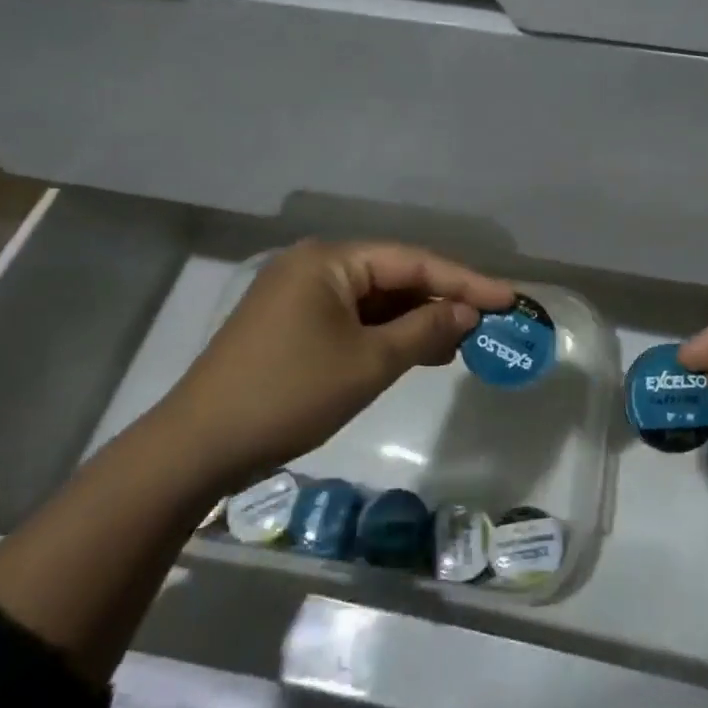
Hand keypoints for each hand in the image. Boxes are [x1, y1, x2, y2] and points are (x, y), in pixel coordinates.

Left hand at [155, 239, 514, 486]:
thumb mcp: (368, 363)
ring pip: (373, 300)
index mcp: (330, 260)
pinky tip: (413, 352)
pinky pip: (351, 319)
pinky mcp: (290, 325)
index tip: (509, 298)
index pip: (413, 261)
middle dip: (439, 301)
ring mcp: (298, 295)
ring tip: (458, 343)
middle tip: (487, 324)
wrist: (197, 448)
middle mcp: (314, 266)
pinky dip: (384, 334)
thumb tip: (466, 312)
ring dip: (414, 320)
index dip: (466, 280)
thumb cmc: (289, 395)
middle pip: (393, 276)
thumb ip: (424, 329)